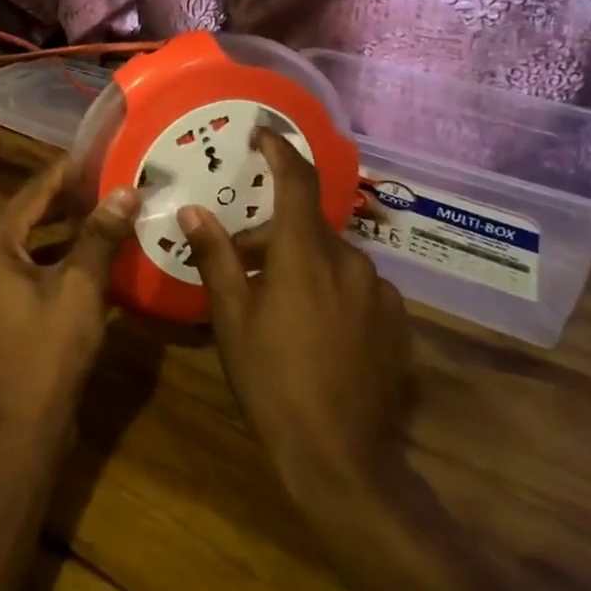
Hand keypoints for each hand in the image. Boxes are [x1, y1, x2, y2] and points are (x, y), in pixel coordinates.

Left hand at [0, 158, 138, 429]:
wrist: (22, 423)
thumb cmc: (48, 348)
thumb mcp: (80, 286)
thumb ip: (100, 235)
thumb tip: (125, 192)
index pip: (33, 193)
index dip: (66, 171)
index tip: (97, 152)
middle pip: (27, 216)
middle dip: (66, 200)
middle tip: (106, 181)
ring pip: (28, 245)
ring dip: (62, 230)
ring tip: (102, 212)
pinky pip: (28, 270)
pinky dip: (55, 259)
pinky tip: (89, 258)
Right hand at [179, 131, 411, 502]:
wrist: (341, 456)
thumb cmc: (272, 381)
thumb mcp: (232, 318)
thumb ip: (215, 258)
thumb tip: (193, 212)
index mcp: (306, 254)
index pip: (297, 180)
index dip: (280, 150)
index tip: (262, 134)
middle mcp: (350, 261)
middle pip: (308, 227)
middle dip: (274, 234)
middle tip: (242, 262)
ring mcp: (380, 292)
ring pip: (333, 258)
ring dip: (303, 264)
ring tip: (277, 302)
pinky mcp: (397, 321)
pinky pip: (358, 286)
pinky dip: (332, 289)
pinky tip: (316, 329)